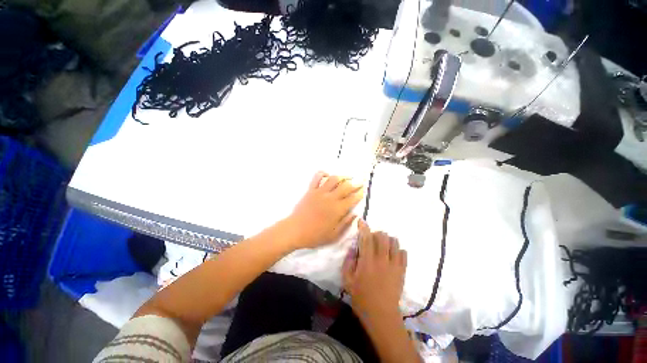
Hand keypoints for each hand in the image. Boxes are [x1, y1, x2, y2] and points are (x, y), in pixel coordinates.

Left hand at [286, 172, 363, 248]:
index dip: (360, 193)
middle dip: (355, 183)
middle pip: (346, 186)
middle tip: (359, 182)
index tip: (363, 191)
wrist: (295, 230)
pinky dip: (323, 173)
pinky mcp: (311, 190)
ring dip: (342, 176)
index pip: (353, 198)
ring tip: (347, 177)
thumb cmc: (315, 235)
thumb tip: (355, 214)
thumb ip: (346, 224)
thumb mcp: (334, 235)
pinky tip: (327, 175)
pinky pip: (317, 177)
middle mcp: (331, 198)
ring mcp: (320, 192)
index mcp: (338, 210)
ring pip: (334, 179)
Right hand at [342, 220, 406, 318]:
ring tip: (383, 246)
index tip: (361, 221)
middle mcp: (381, 259)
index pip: (366, 238)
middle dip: (376, 233)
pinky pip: (403, 253)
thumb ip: (348, 262)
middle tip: (371, 239)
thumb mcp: (347, 280)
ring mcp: (394, 265)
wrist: (381, 315)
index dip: (363, 227)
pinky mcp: (402, 271)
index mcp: (367, 261)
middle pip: (382, 236)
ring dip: (387, 240)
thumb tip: (353, 248)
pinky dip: (398, 250)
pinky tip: (393, 255)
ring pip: (394, 242)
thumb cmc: (361, 297)